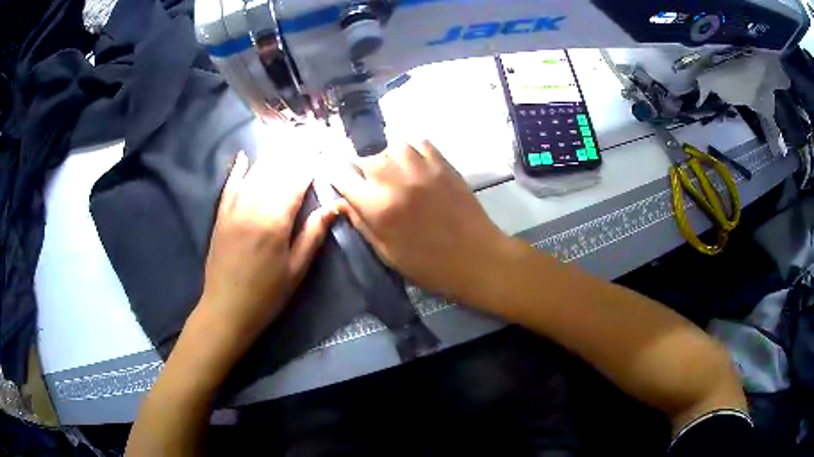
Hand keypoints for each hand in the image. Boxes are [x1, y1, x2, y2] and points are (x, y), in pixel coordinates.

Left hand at [199, 151, 336, 344]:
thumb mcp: (296, 269)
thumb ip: (313, 234)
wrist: (227, 309)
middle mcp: (253, 207)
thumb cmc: (267, 294)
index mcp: (275, 222)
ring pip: (254, 174)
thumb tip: (334, 207)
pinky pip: (229, 186)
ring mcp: (233, 210)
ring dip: (269, 157)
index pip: (295, 183)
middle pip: (275, 173)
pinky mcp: (221, 216)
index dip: (308, 166)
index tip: (319, 151)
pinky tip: (244, 156)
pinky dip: (237, 170)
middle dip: (292, 155)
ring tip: (283, 142)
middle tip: (304, 140)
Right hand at [331, 141, 516, 303]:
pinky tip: (413, 165)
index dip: (336, 178)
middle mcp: (396, 180)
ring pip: (392, 147)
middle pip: (365, 159)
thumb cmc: (429, 265)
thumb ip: (362, 223)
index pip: (343, 179)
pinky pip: (420, 143)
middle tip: (369, 184)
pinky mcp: (443, 164)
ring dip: (387, 158)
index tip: (338, 181)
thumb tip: (343, 202)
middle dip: (361, 171)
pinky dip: (411, 150)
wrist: (476, 258)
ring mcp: (422, 168)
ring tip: (392, 173)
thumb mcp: (387, 253)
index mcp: (378, 207)